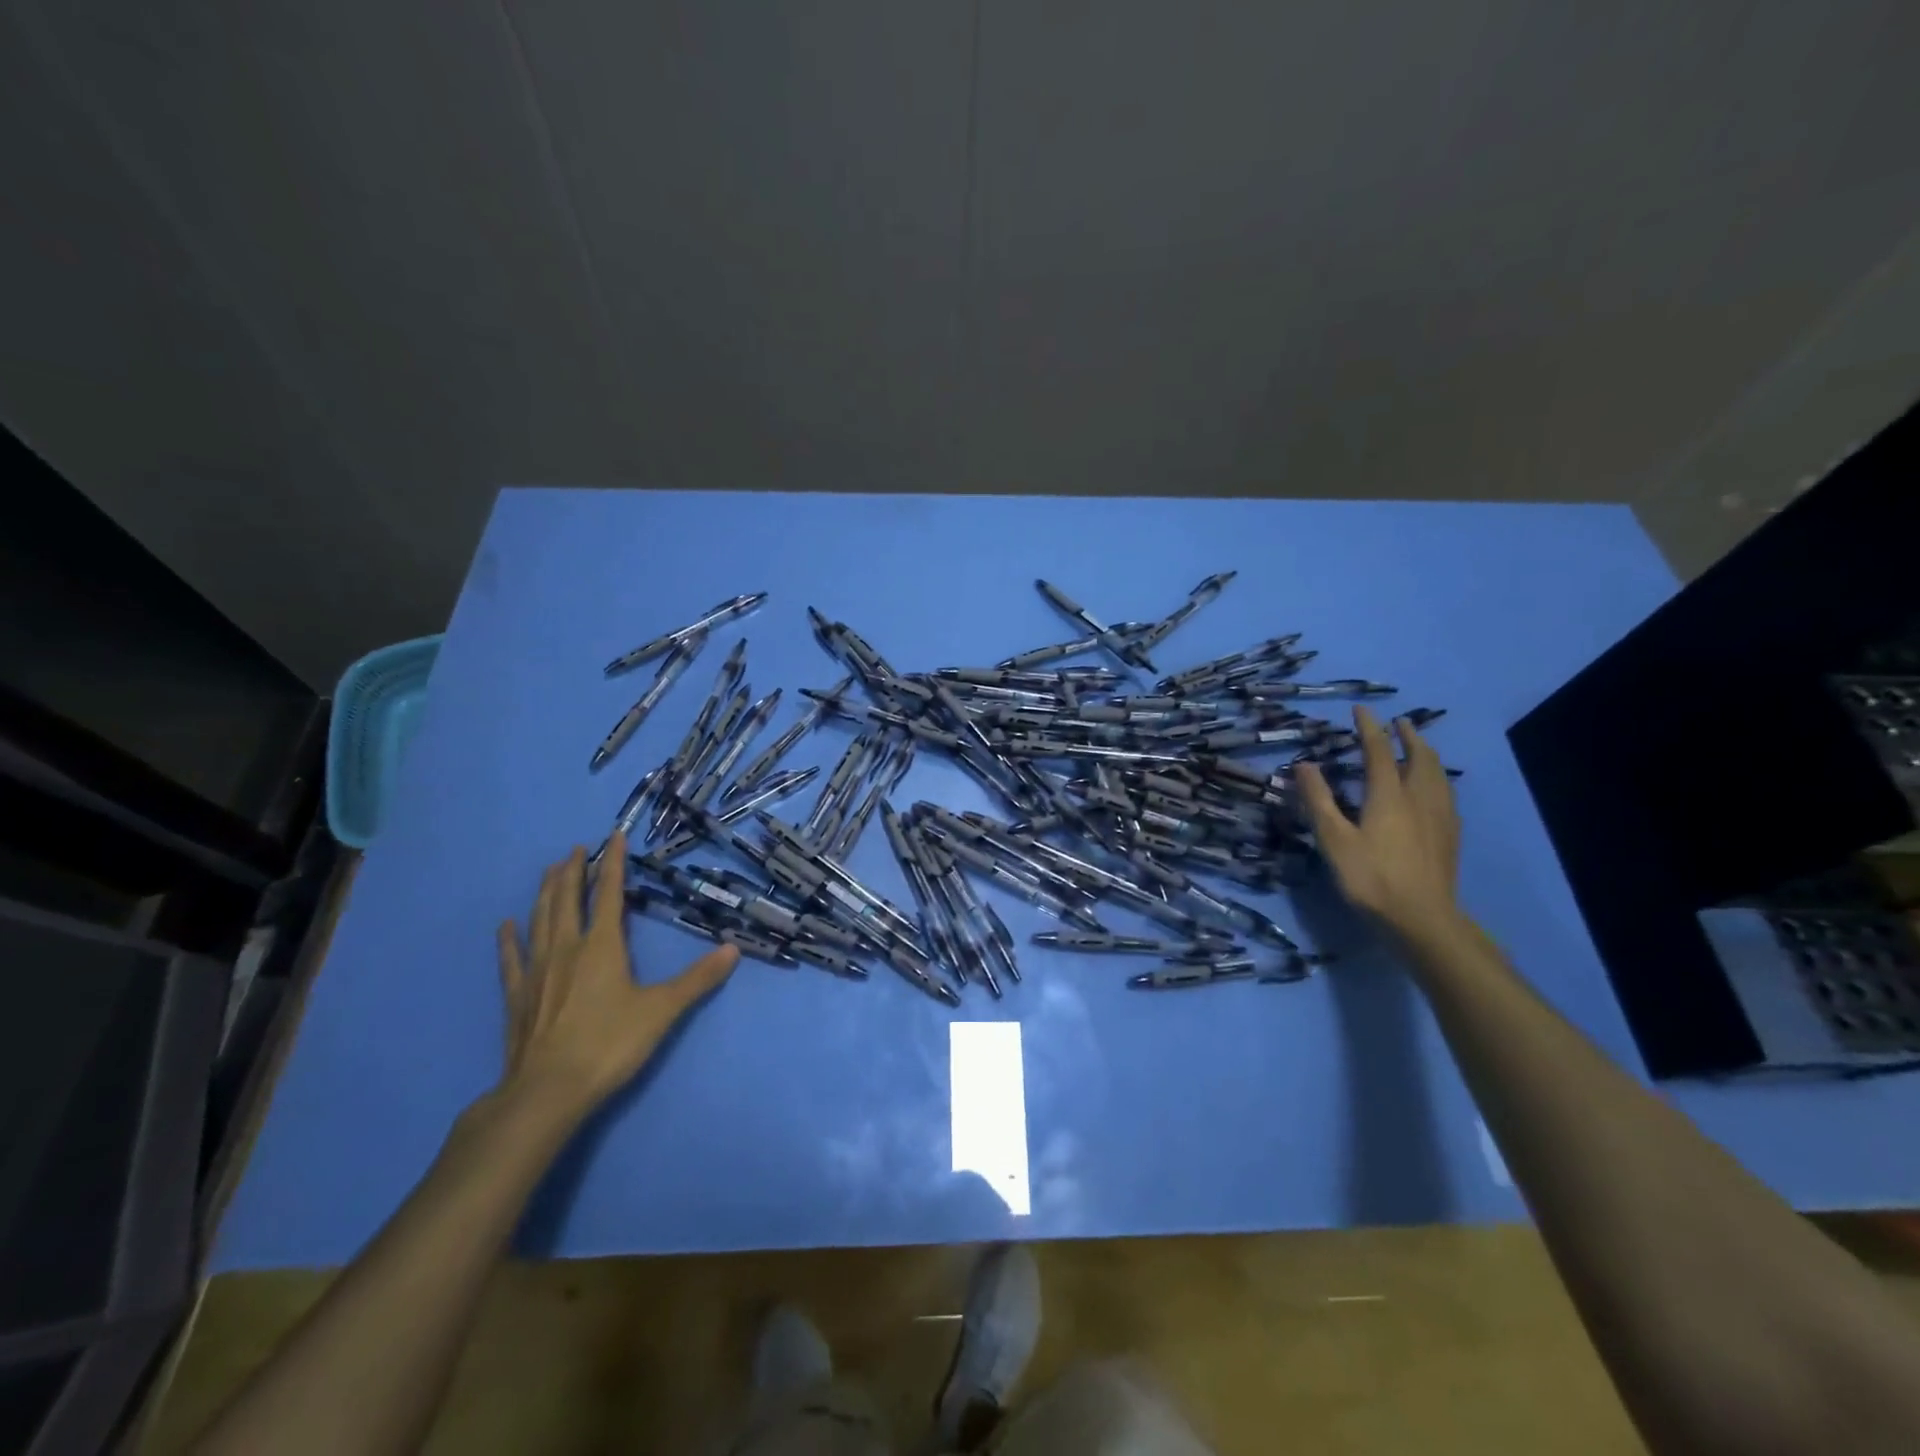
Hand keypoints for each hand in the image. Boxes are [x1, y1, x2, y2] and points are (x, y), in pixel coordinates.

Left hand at [495, 832, 737, 1122]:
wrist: (547, 1092)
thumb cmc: (609, 1044)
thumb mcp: (662, 1010)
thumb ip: (697, 979)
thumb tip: (733, 949)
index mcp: (602, 946)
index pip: (608, 894)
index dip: (612, 864)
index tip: (613, 837)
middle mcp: (567, 949)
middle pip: (568, 900)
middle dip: (573, 872)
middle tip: (575, 849)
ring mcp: (537, 972)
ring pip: (540, 921)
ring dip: (545, 893)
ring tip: (548, 871)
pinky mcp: (517, 997)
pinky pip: (511, 960)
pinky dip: (509, 940)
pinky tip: (506, 926)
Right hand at [1296, 705, 1461, 941]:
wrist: (1422, 918)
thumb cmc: (1371, 878)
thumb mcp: (1334, 839)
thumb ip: (1319, 800)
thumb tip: (1305, 764)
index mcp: (1389, 795)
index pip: (1378, 751)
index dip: (1369, 728)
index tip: (1361, 710)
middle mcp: (1418, 798)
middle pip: (1419, 757)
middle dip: (1408, 736)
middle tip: (1399, 722)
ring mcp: (1440, 817)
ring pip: (1438, 774)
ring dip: (1427, 754)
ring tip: (1420, 747)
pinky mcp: (1450, 836)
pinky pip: (1446, 794)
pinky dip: (1438, 778)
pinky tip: (1435, 790)